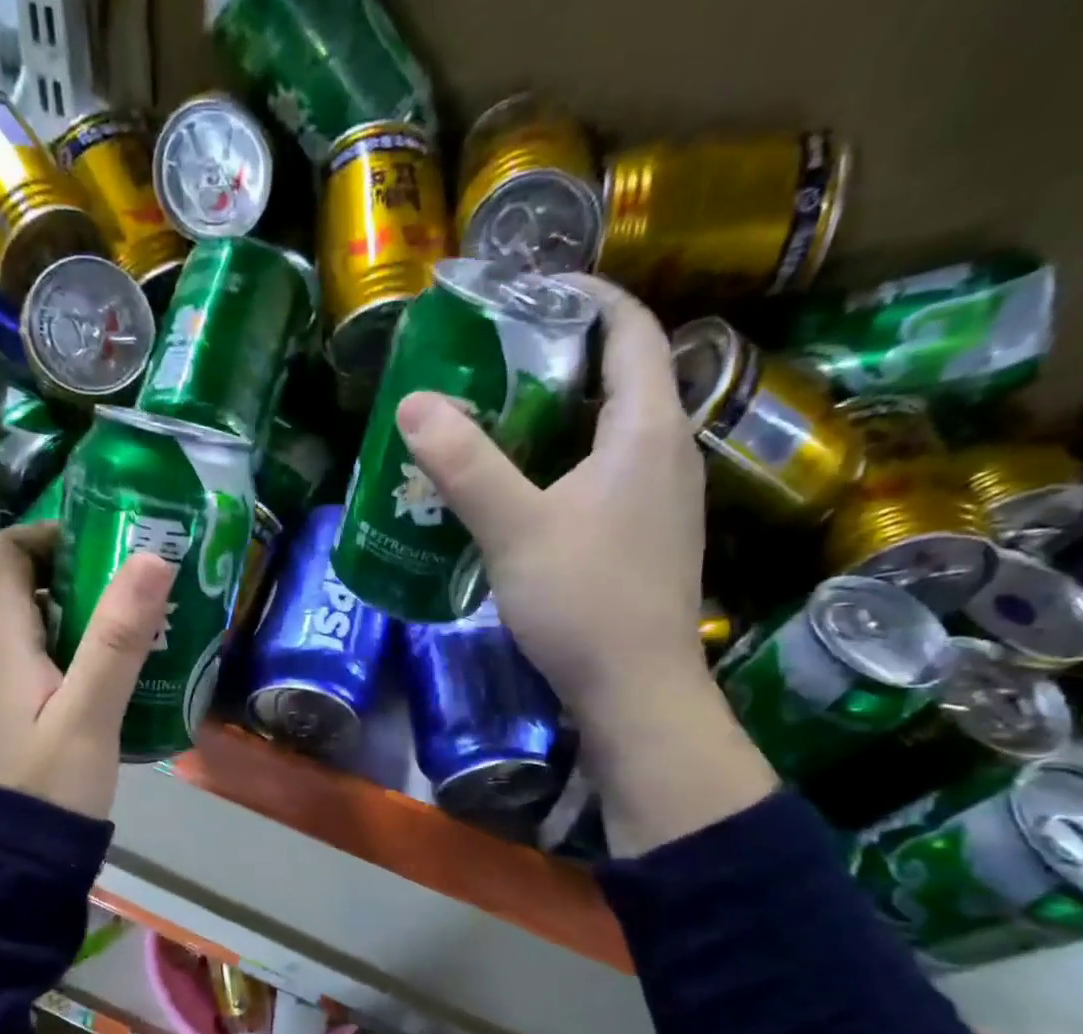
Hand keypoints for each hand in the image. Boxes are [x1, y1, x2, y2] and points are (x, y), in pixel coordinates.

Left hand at [0, 524, 175, 820]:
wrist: (1, 865)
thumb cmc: (47, 785)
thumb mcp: (91, 712)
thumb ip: (119, 636)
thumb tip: (152, 557)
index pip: (6, 549)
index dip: (53, 536)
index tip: (107, 550)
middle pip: (7, 581)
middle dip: (63, 572)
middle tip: (122, 589)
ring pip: (8, 619)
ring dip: (57, 610)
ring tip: (115, 628)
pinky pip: (7, 654)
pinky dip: (44, 645)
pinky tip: (86, 675)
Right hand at [397, 275, 775, 853]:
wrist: (636, 692)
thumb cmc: (583, 602)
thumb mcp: (514, 528)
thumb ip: (465, 465)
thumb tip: (413, 402)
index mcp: (648, 430)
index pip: (630, 329)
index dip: (584, 296)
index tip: (525, 292)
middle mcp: (669, 453)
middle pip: (622, 376)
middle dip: (560, 356)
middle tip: (491, 359)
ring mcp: (664, 499)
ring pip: (614, 430)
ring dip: (561, 413)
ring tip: (497, 417)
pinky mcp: (647, 537)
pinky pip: (609, 473)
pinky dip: (567, 460)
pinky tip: (523, 488)